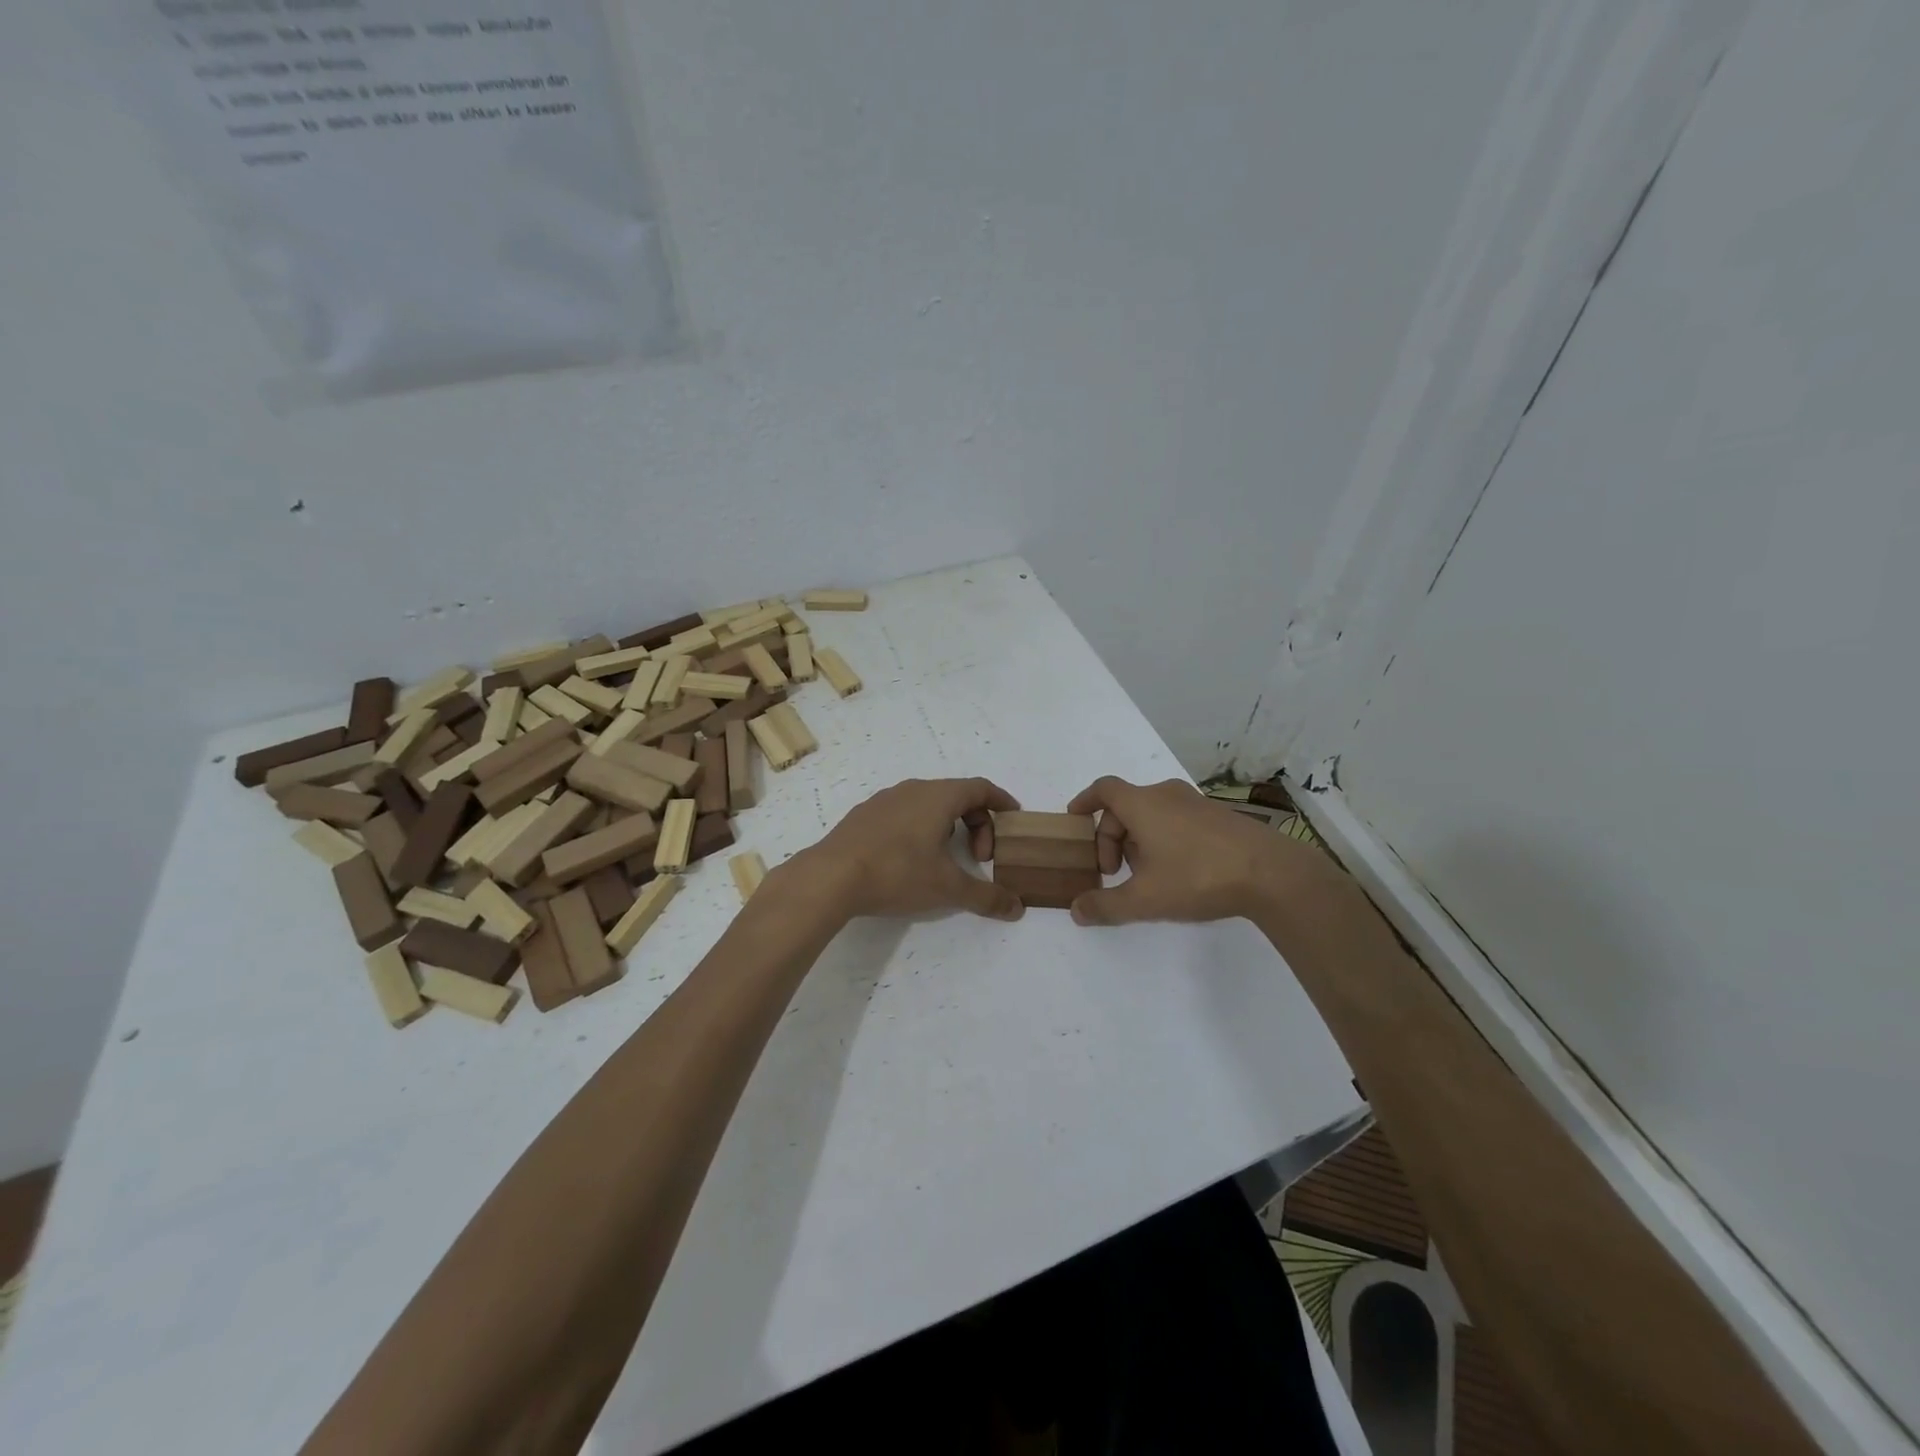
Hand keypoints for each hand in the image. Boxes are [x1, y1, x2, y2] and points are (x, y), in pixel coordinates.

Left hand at [803, 778, 1025, 921]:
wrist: (830, 877)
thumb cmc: (897, 873)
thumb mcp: (948, 888)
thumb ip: (986, 897)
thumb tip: (1018, 908)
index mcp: (938, 797)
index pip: (980, 788)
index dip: (1001, 802)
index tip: (1014, 819)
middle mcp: (912, 790)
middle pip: (956, 795)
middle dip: (976, 823)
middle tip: (979, 858)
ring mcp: (884, 800)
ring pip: (927, 804)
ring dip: (947, 826)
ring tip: (946, 859)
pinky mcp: (863, 816)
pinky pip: (903, 813)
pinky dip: (920, 829)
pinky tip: (910, 860)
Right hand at [1065, 777, 1294, 925]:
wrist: (1271, 873)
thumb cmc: (1198, 876)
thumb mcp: (1144, 899)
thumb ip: (1106, 905)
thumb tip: (1076, 911)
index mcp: (1142, 804)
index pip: (1103, 789)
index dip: (1085, 801)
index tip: (1074, 818)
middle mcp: (1166, 795)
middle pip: (1126, 806)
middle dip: (1112, 837)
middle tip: (1113, 872)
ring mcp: (1196, 803)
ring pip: (1153, 814)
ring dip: (1138, 839)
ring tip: (1145, 876)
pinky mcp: (1219, 817)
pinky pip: (1177, 819)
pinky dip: (1164, 838)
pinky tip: (1177, 872)